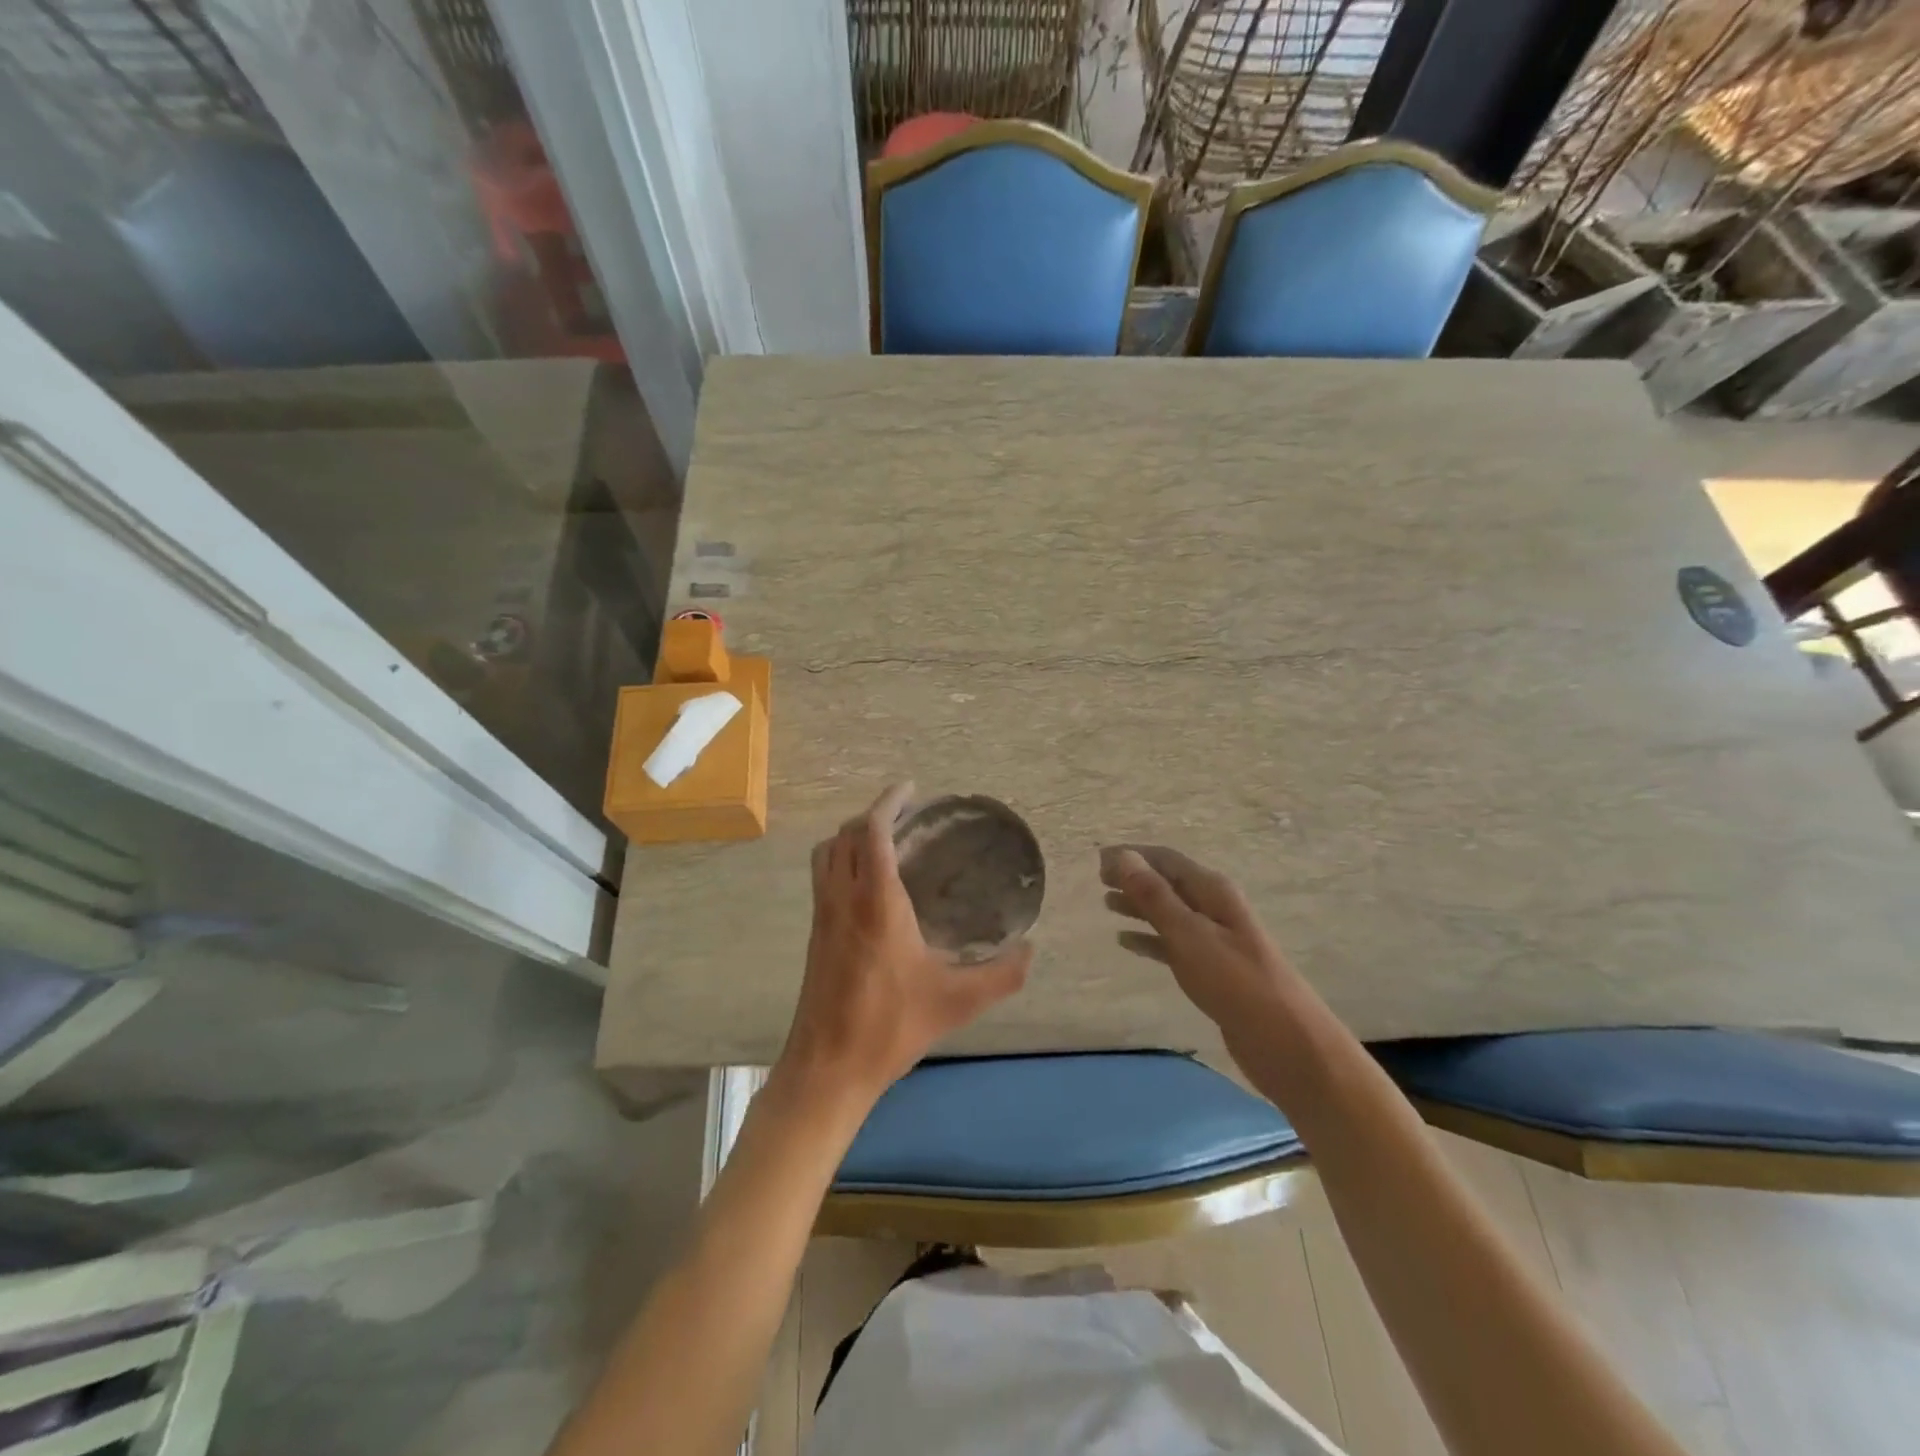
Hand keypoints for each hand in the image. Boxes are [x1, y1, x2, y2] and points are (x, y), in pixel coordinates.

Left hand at [775, 783, 1031, 1113]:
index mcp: (876, 902)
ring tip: (885, 843)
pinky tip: (869, 888)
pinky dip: (842, 862)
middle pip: (846, 835)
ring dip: (852, 837)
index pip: (873, 831)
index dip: (889, 802)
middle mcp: (842, 898)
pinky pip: (823, 879)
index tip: (910, 789)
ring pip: (827, 855)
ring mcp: (822, 916)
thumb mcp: (957, 1001)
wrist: (827, 1067)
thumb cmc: (890, 1026)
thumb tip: (1032, 951)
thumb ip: (1001, 975)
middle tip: (906, 816)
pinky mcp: (814, 936)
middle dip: (872, 816)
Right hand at [1099, 844, 1302, 1041]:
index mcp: (1213, 891)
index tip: (1097, 860)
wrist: (1286, 1043)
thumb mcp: (1189, 935)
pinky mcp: (1211, 969)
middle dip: (1133, 878)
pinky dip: (1149, 939)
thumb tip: (1123, 857)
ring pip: (1168, 913)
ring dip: (1138, 906)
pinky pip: (1173, 943)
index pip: (1166, 860)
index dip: (1132, 856)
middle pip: (1167, 883)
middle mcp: (1214, 907)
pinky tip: (1126, 943)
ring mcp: (1214, 939)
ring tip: (1106, 904)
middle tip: (1098, 881)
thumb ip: (1155, 897)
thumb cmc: (1235, 982)